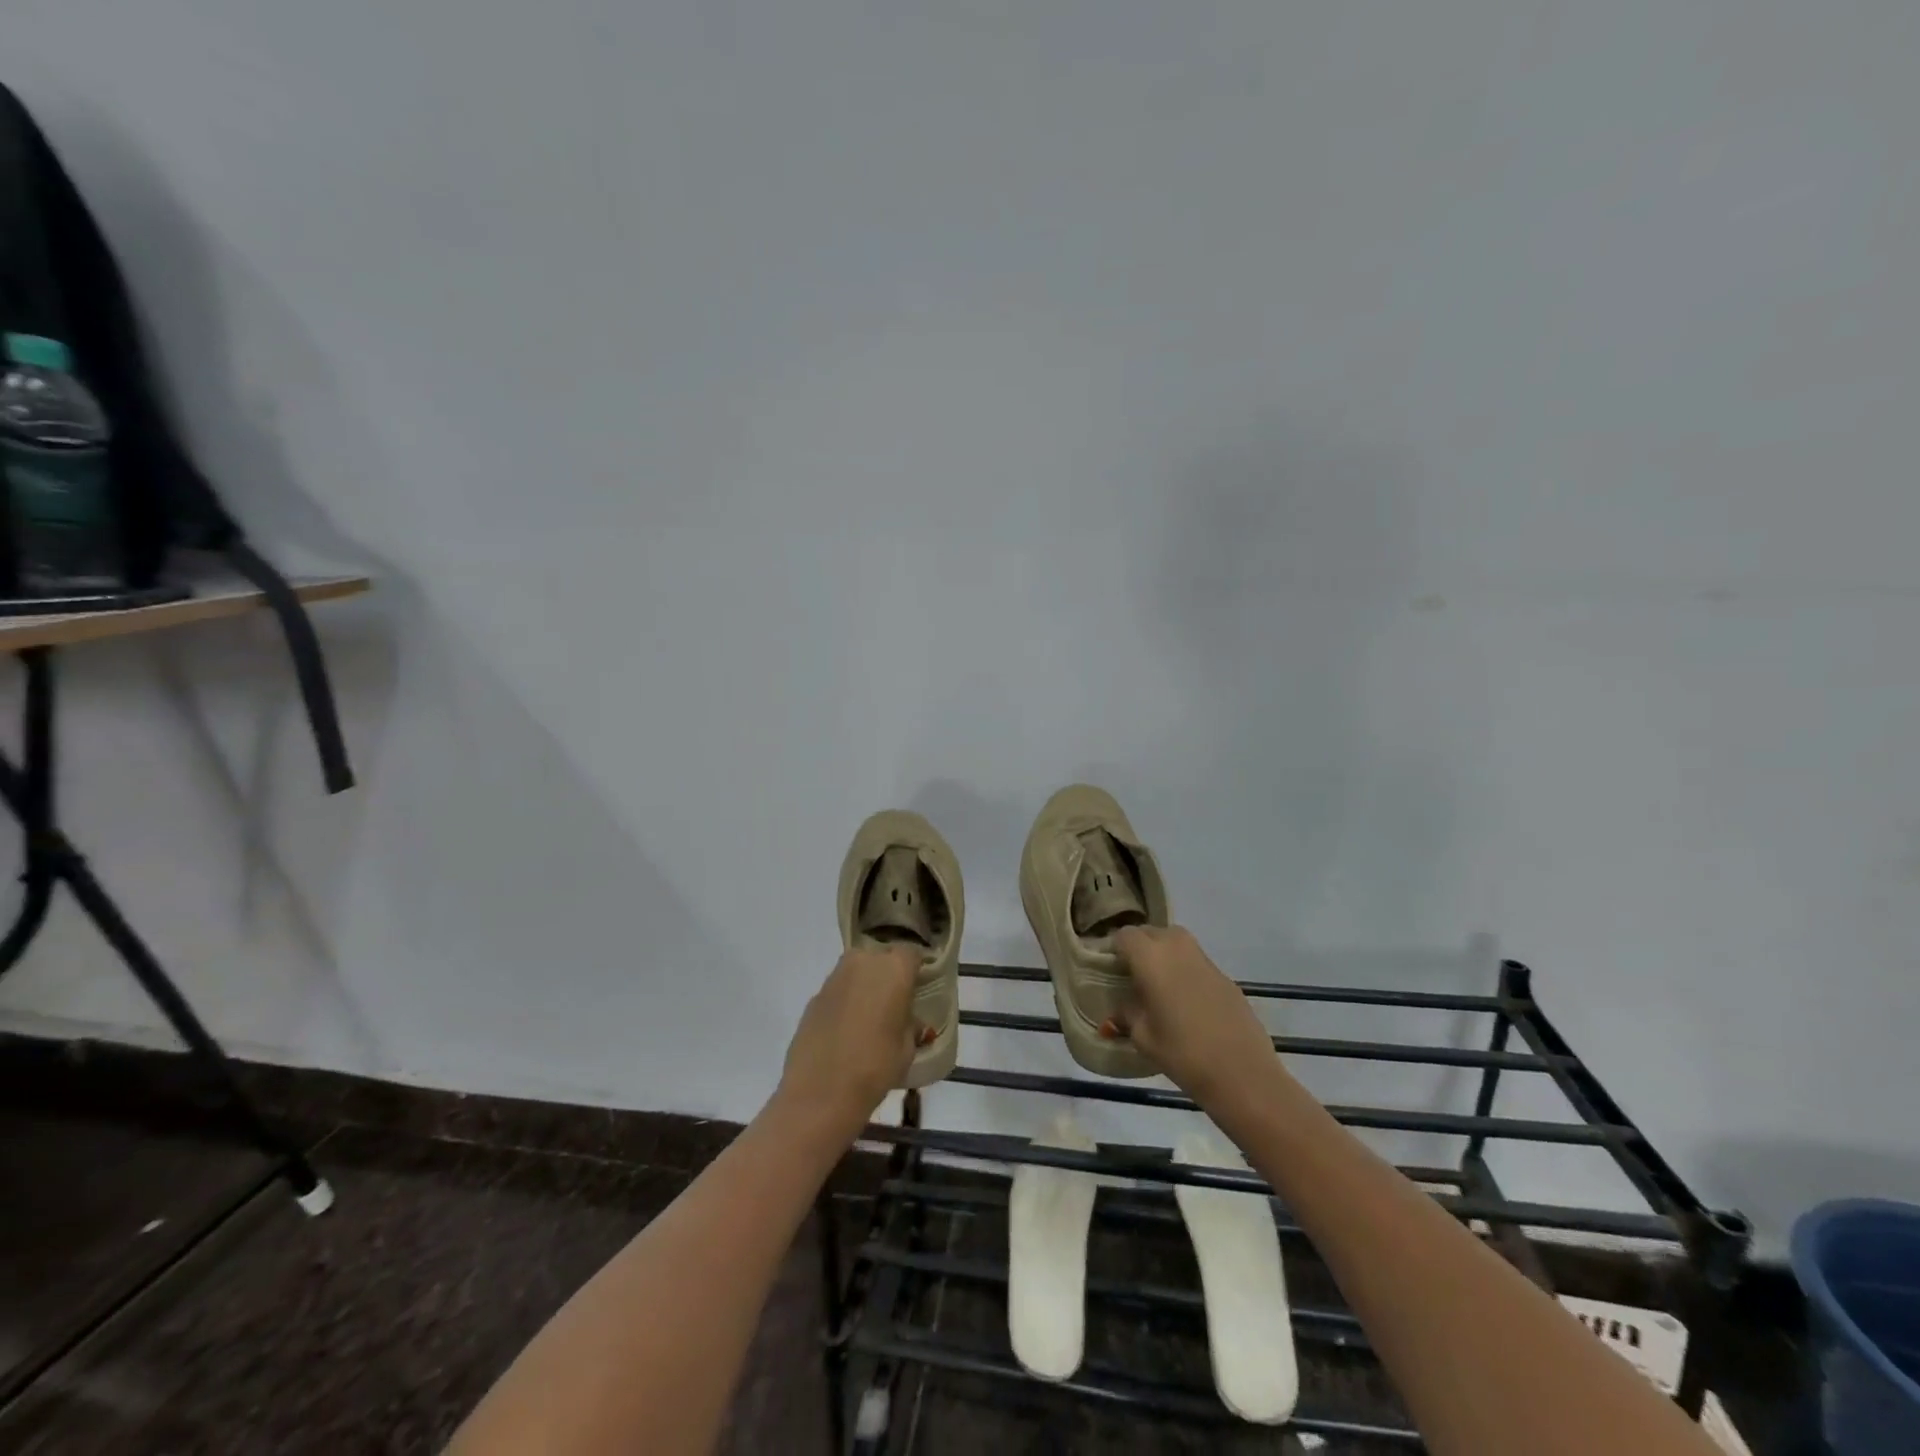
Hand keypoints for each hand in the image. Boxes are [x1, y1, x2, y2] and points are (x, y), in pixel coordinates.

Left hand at [776, 946, 920, 1135]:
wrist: (820, 1091)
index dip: (915, 970)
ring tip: (869, 1018)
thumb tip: (910, 1021)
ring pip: (857, 971)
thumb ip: (910, 1025)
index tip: (918, 989)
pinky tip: (846, 1030)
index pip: (912, 954)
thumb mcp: (907, 1048)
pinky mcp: (814, 996)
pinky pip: (838, 990)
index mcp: (894, 969)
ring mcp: (835, 977)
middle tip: (893, 1003)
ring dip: (864, 986)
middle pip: (881, 958)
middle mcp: (863, 962)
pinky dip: (845, 1002)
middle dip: (887, 975)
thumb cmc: (875, 1066)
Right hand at [1109, 925, 1280, 1113]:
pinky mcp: (1225, 976)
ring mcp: (1205, 960)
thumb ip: (1126, 1016)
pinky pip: (1196, 961)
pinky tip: (1185, 1000)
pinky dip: (1185, 969)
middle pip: (1151, 932)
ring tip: (1157, 984)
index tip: (1109, 968)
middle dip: (1139, 946)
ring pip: (1176, 941)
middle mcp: (1177, 948)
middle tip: (1131, 974)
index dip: (1114, 948)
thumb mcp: (1143, 1037)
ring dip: (1163, 953)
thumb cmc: (1183, 1053)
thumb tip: (1118, 1011)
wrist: (1242, 1073)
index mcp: (1151, 957)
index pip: (1124, 935)